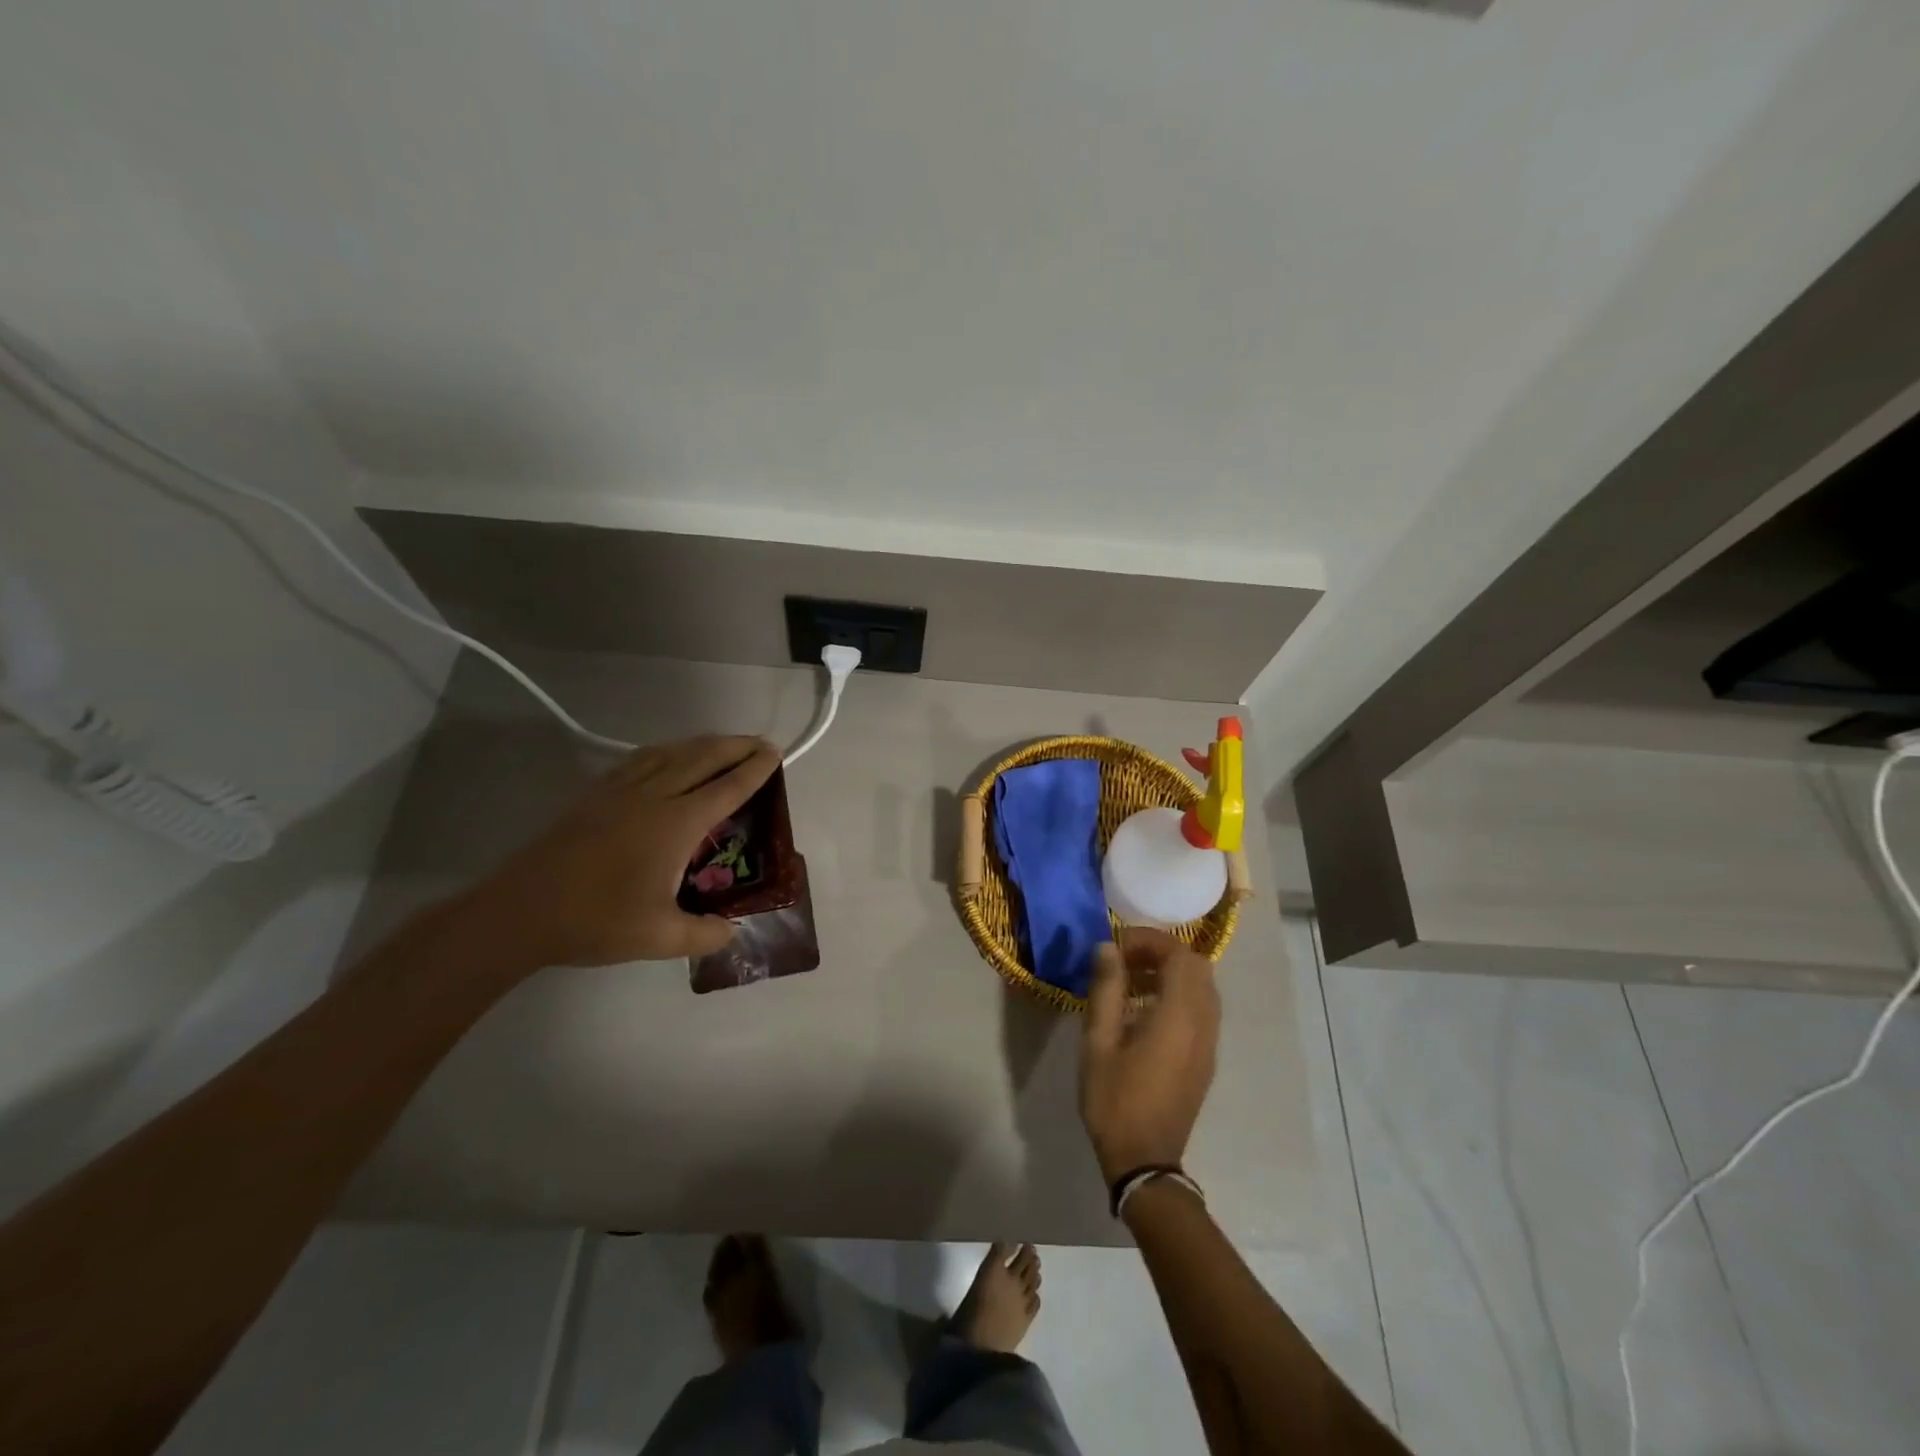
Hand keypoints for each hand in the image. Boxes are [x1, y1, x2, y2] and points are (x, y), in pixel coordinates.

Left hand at [463, 735, 781, 970]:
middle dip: (736, 746)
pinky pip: (641, 759)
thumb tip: (732, 930)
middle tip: (761, 743)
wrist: (519, 911)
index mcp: (675, 824)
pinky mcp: (595, 794)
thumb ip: (704, 934)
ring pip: (671, 752)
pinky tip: (667, 757)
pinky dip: (667, 750)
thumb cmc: (595, 922)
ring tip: (722, 744)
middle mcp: (653, 796)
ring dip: (703, 744)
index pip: (727, 788)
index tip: (775, 753)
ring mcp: (620, 791)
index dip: (755, 769)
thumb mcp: (659, 938)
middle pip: (703, 758)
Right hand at [1080, 928, 1220, 1183]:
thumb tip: (1107, 947)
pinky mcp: (1206, 1058)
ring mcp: (1209, 1043)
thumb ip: (1106, 989)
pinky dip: (1178, 995)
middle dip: (1161, 953)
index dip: (1149, 941)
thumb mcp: (1098, 1042)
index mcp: (1179, 1016)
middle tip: (1125, 960)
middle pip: (1196, 966)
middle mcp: (1203, 1023)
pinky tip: (1144, 1011)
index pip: (1178, 955)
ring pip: (1202, 987)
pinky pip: (1201, 1009)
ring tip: (1130, 982)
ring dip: (1171, 973)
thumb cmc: (1115, 1100)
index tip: (1117, 945)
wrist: (1145, 1161)